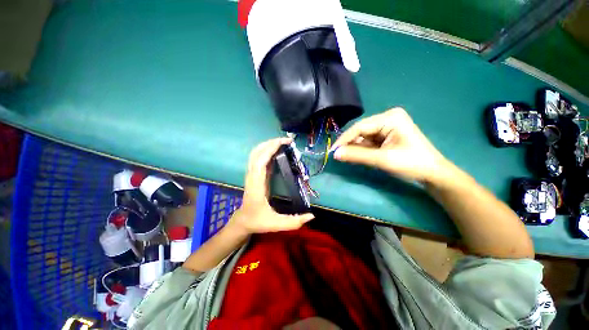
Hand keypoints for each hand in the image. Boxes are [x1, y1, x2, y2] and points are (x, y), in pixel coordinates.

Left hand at [230, 138, 314, 233]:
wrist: (243, 221)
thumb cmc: (257, 221)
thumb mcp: (276, 224)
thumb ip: (293, 222)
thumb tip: (311, 215)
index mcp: (256, 185)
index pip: (260, 162)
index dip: (270, 150)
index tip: (284, 143)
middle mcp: (252, 176)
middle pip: (256, 153)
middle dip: (271, 143)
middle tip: (288, 141)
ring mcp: (252, 174)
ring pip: (256, 153)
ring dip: (268, 145)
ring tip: (283, 142)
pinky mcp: (255, 175)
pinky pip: (259, 158)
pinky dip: (267, 151)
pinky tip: (277, 151)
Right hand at [332, 108, 450, 182]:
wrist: (431, 173)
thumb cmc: (411, 164)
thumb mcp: (382, 159)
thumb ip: (357, 155)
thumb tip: (335, 154)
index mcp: (390, 118)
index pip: (360, 127)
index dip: (344, 139)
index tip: (332, 151)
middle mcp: (387, 118)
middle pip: (360, 131)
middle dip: (349, 144)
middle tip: (337, 156)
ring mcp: (387, 126)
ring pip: (363, 137)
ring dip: (355, 148)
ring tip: (346, 158)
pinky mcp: (386, 135)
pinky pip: (368, 141)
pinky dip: (361, 150)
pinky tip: (356, 156)